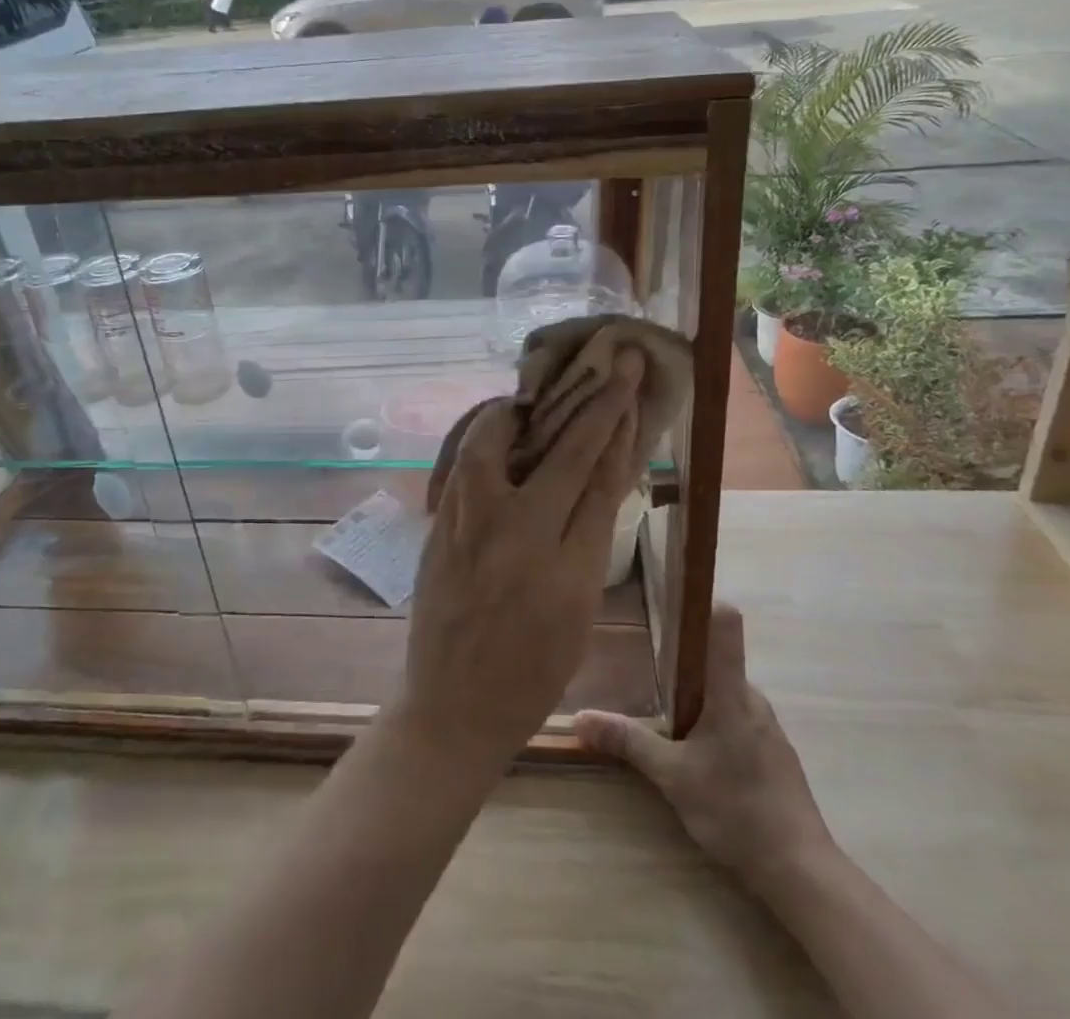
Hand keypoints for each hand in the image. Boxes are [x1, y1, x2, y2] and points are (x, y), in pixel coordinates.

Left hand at [398, 349, 645, 768]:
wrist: (453, 707)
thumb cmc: (531, 673)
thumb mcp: (580, 613)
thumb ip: (589, 541)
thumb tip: (597, 477)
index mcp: (569, 569)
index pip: (602, 478)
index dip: (620, 425)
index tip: (630, 385)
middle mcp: (520, 537)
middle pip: (564, 452)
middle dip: (596, 401)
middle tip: (612, 361)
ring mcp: (471, 527)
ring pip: (497, 443)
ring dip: (521, 410)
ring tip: (534, 398)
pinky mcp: (439, 526)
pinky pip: (464, 464)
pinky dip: (484, 437)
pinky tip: (497, 430)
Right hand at [576, 604, 836, 894]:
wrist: (801, 872)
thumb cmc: (736, 809)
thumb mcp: (672, 777)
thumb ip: (628, 741)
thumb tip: (579, 718)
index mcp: (731, 691)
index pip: (726, 625)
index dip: (702, 604)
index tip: (672, 599)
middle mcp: (753, 698)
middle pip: (716, 662)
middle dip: (683, 666)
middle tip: (647, 675)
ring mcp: (768, 727)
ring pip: (726, 695)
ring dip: (699, 702)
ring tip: (667, 720)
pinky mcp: (776, 754)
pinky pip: (739, 720)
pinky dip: (716, 727)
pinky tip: (699, 758)